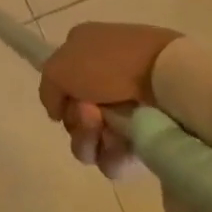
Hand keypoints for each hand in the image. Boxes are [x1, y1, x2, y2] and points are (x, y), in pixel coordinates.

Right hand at [37, 23, 183, 176]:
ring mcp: (125, 110)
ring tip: (106, 129)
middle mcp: (103, 81)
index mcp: (84, 53)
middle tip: (90, 113)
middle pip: (74, 117)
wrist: (164, 77)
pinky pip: (115, 158)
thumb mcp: (59, 66)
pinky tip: (120, 145)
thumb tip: (57, 113)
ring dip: (89, 139)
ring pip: (91, 141)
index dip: (60, 98)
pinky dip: (112, 156)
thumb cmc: (108, 63)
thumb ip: (47, 90)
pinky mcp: (145, 137)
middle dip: (76, 122)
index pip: (61, 85)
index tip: (67, 100)